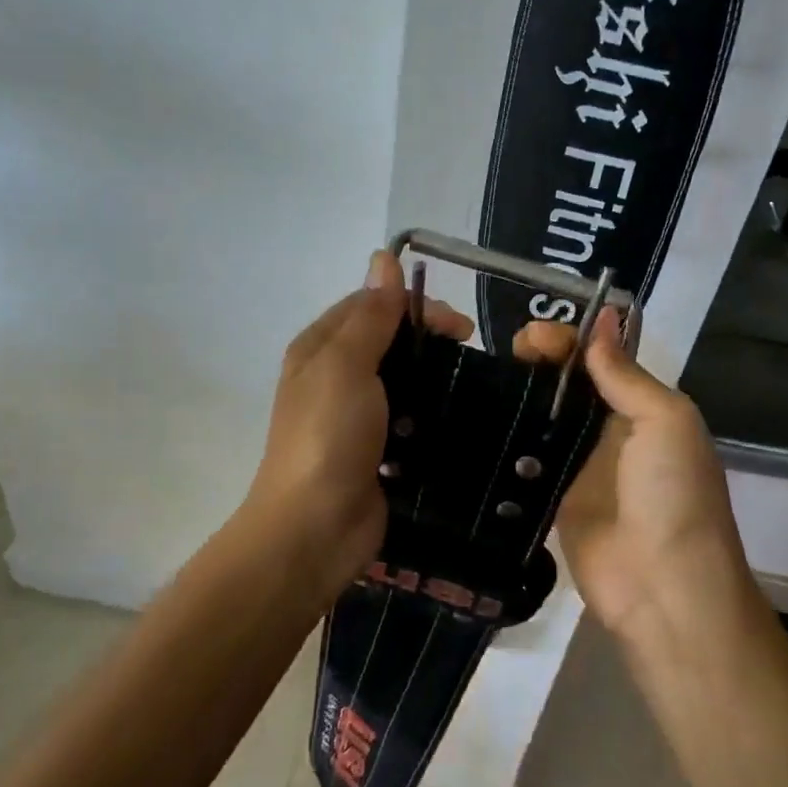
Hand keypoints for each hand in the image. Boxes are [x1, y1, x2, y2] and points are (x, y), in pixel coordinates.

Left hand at [239, 250, 471, 598]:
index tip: (460, 326)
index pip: (371, 305)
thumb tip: (384, 257)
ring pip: (402, 381)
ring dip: (433, 378)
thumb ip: (370, 316)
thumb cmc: (328, 436)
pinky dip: (431, 415)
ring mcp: (355, 418)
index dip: (414, 305)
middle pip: (388, 341)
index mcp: (320, 349)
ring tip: (472, 387)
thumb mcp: (346, 365)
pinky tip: (459, 419)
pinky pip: (409, 420)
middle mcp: (334, 377)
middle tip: (471, 353)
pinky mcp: (377, 451)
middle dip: (428, 341)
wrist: (315, 528)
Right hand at [517, 317, 749, 639]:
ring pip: (543, 417)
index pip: (600, 359)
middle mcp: (609, 431)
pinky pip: (526, 459)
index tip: (533, 337)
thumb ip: (625, 374)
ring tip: (486, 379)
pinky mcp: (550, 498)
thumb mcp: (665, 421)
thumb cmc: (673, 494)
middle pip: (567, 384)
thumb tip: (605, 315)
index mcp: (643, 407)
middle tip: (509, 354)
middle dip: (539, 361)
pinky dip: (507, 437)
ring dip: (519, 394)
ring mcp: (577, 466)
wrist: (662, 587)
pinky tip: (479, 417)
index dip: (569, 341)